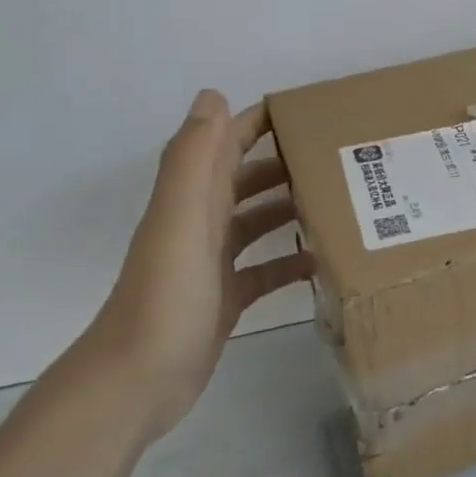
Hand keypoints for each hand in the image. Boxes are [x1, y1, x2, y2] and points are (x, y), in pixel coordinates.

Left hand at [79, 91, 313, 440]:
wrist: (137, 381)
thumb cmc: (165, 296)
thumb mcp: (179, 220)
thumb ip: (193, 159)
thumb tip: (214, 95)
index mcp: (189, 199)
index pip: (224, 144)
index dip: (256, 121)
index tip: (307, 111)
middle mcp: (199, 223)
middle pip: (244, 179)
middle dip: (284, 162)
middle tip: (337, 158)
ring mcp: (211, 264)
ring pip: (255, 222)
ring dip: (290, 208)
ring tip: (339, 203)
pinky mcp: (225, 299)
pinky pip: (263, 270)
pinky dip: (288, 262)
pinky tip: (321, 263)